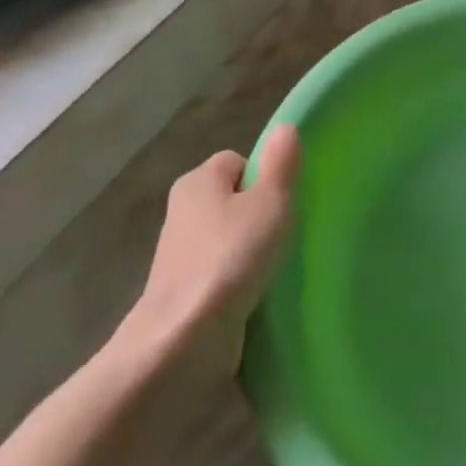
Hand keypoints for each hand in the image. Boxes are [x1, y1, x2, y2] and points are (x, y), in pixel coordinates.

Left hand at [114, 123, 299, 373]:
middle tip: (285, 232)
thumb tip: (285, 127)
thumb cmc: (230, 257)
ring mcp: (180, 254)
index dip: (265, 176)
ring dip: (251, 250)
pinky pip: (221, 271)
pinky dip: (239, 279)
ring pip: (228, 237)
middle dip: (259, 214)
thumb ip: (280, 163)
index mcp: (197, 180)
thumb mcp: (269, 202)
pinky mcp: (185, 291)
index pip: (237, 161)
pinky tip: (258, 293)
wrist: (183, 338)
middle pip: (233, 199)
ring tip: (275, 266)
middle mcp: (182, 211)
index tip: (285, 201)